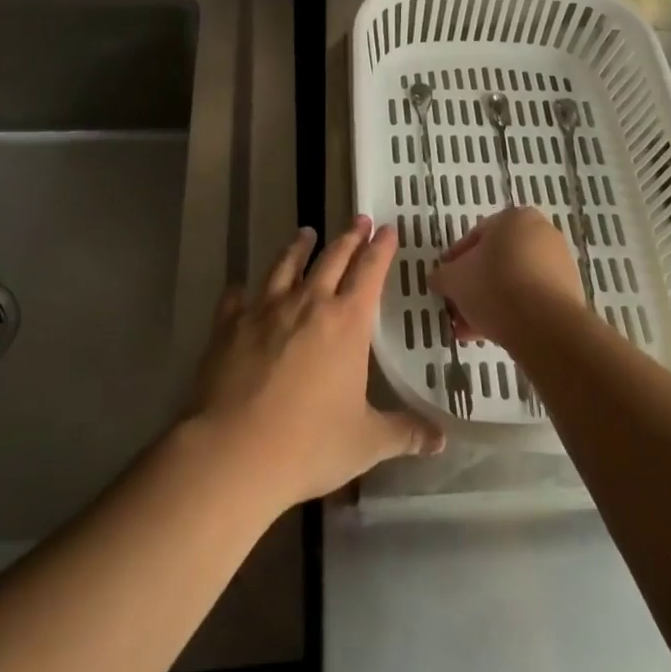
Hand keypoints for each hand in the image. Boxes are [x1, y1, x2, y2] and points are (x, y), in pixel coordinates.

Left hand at [188, 217, 443, 509]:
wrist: (234, 451)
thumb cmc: (309, 444)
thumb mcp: (365, 442)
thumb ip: (404, 433)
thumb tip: (441, 440)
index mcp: (346, 322)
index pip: (370, 272)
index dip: (381, 249)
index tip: (388, 229)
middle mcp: (308, 304)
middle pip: (332, 259)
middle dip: (349, 237)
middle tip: (360, 220)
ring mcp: (265, 309)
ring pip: (285, 266)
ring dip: (298, 247)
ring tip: (306, 232)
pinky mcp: (229, 325)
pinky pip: (236, 298)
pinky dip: (241, 291)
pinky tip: (240, 288)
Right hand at [433, 207, 587, 349]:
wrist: (545, 325)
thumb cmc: (494, 287)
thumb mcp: (454, 279)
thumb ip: (443, 276)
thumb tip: (438, 279)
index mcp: (514, 218)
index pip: (476, 236)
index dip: (455, 261)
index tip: (445, 282)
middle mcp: (541, 233)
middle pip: (497, 261)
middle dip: (474, 287)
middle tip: (457, 308)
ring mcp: (559, 263)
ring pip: (514, 282)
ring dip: (491, 302)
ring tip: (471, 330)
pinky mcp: (569, 292)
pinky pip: (532, 299)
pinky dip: (513, 311)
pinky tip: (494, 334)